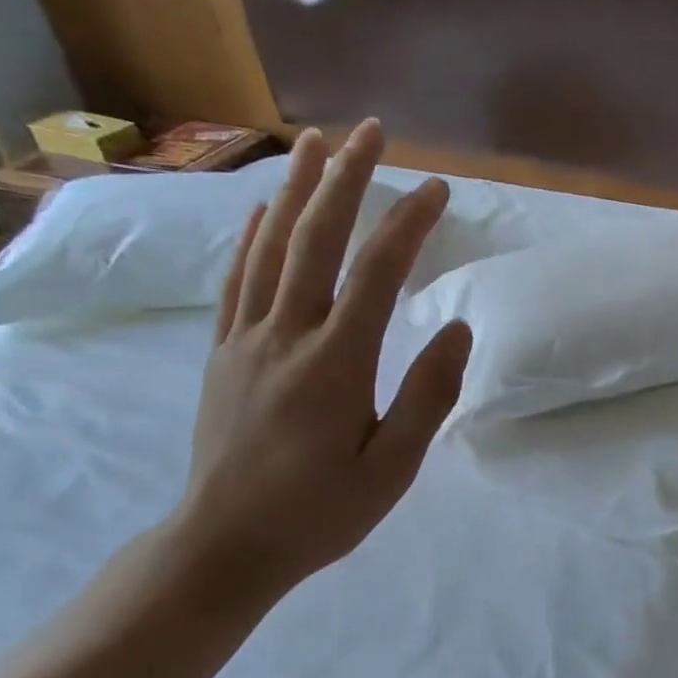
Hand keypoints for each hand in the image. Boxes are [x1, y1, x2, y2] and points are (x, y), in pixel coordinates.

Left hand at [172, 120, 470, 601]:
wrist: (223, 547)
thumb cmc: (320, 513)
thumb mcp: (392, 469)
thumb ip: (427, 397)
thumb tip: (454, 329)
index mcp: (334, 363)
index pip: (376, 274)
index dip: (408, 223)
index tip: (438, 188)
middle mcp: (285, 336)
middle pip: (315, 239)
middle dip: (344, 178)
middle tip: (369, 130)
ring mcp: (245, 340)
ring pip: (270, 248)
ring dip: (295, 190)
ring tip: (313, 143)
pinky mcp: (224, 353)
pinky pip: (238, 280)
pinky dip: (253, 237)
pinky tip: (263, 212)